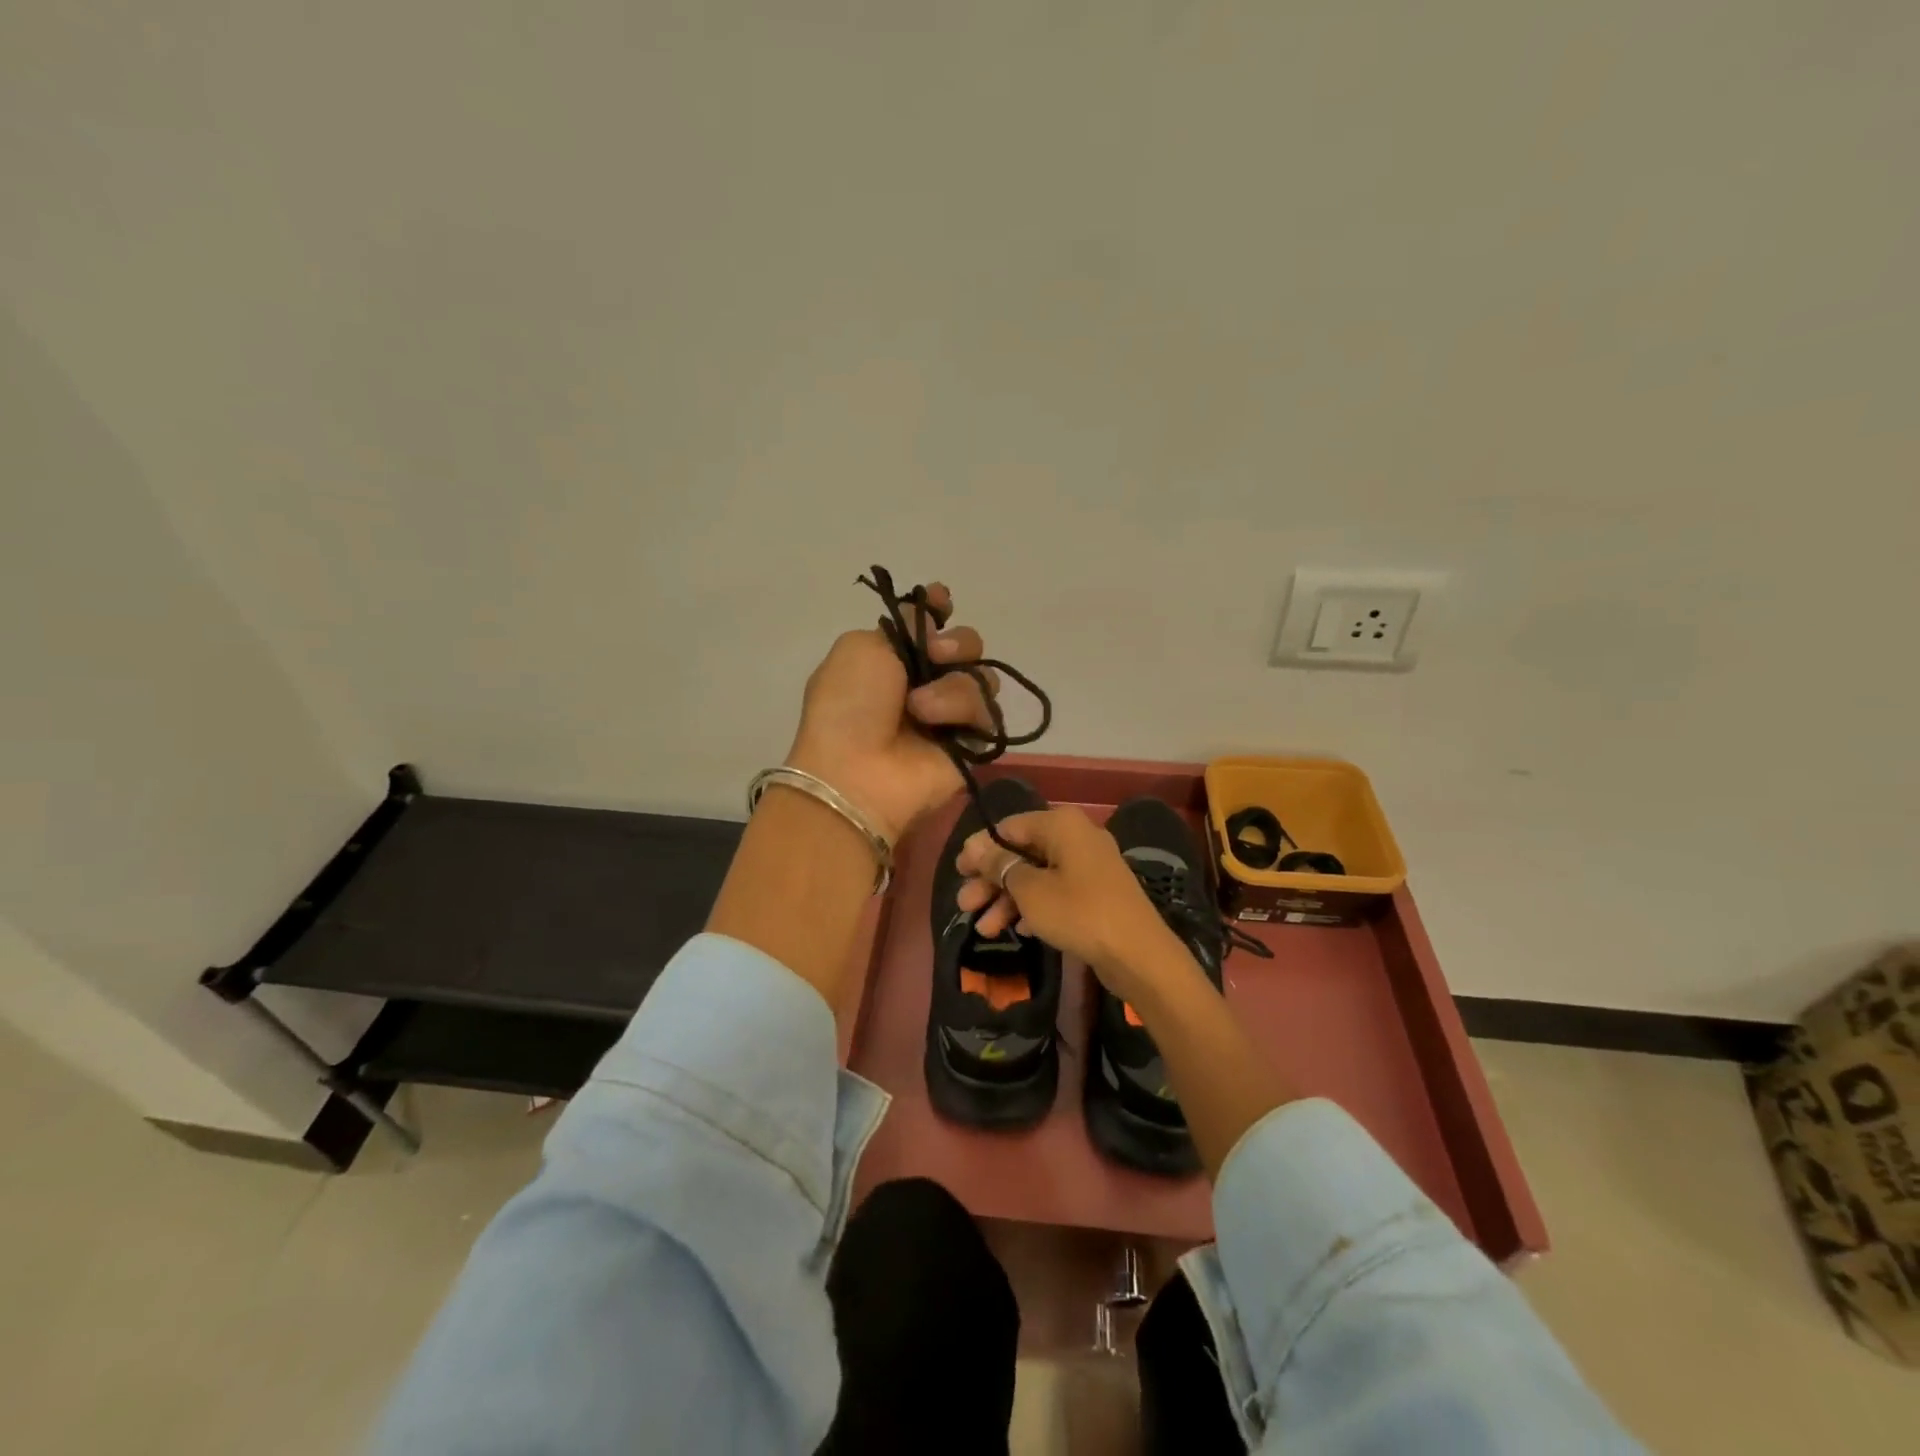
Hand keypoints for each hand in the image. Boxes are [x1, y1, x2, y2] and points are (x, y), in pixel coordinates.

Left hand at [784, 583, 999, 843]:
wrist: (857, 772)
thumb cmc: (849, 705)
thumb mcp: (860, 647)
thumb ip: (901, 626)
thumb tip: (934, 625)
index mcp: (892, 657)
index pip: (929, 625)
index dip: (939, 610)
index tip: (943, 602)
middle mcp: (923, 683)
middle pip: (966, 646)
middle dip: (958, 644)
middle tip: (938, 655)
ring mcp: (949, 715)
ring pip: (982, 677)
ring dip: (953, 687)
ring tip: (922, 709)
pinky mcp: (971, 743)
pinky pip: (988, 713)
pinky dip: (965, 713)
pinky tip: (938, 726)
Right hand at [953, 808, 1188, 1004]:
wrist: (1138, 954)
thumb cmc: (1079, 912)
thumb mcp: (1030, 890)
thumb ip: (999, 866)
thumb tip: (974, 846)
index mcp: (1061, 825)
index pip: (1009, 827)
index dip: (981, 849)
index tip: (959, 872)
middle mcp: (1076, 837)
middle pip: (1022, 853)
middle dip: (991, 881)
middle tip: (965, 905)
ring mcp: (1089, 866)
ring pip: (1037, 876)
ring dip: (1008, 900)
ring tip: (984, 930)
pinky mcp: (1097, 893)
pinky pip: (1057, 893)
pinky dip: (1035, 908)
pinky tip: (1019, 932)